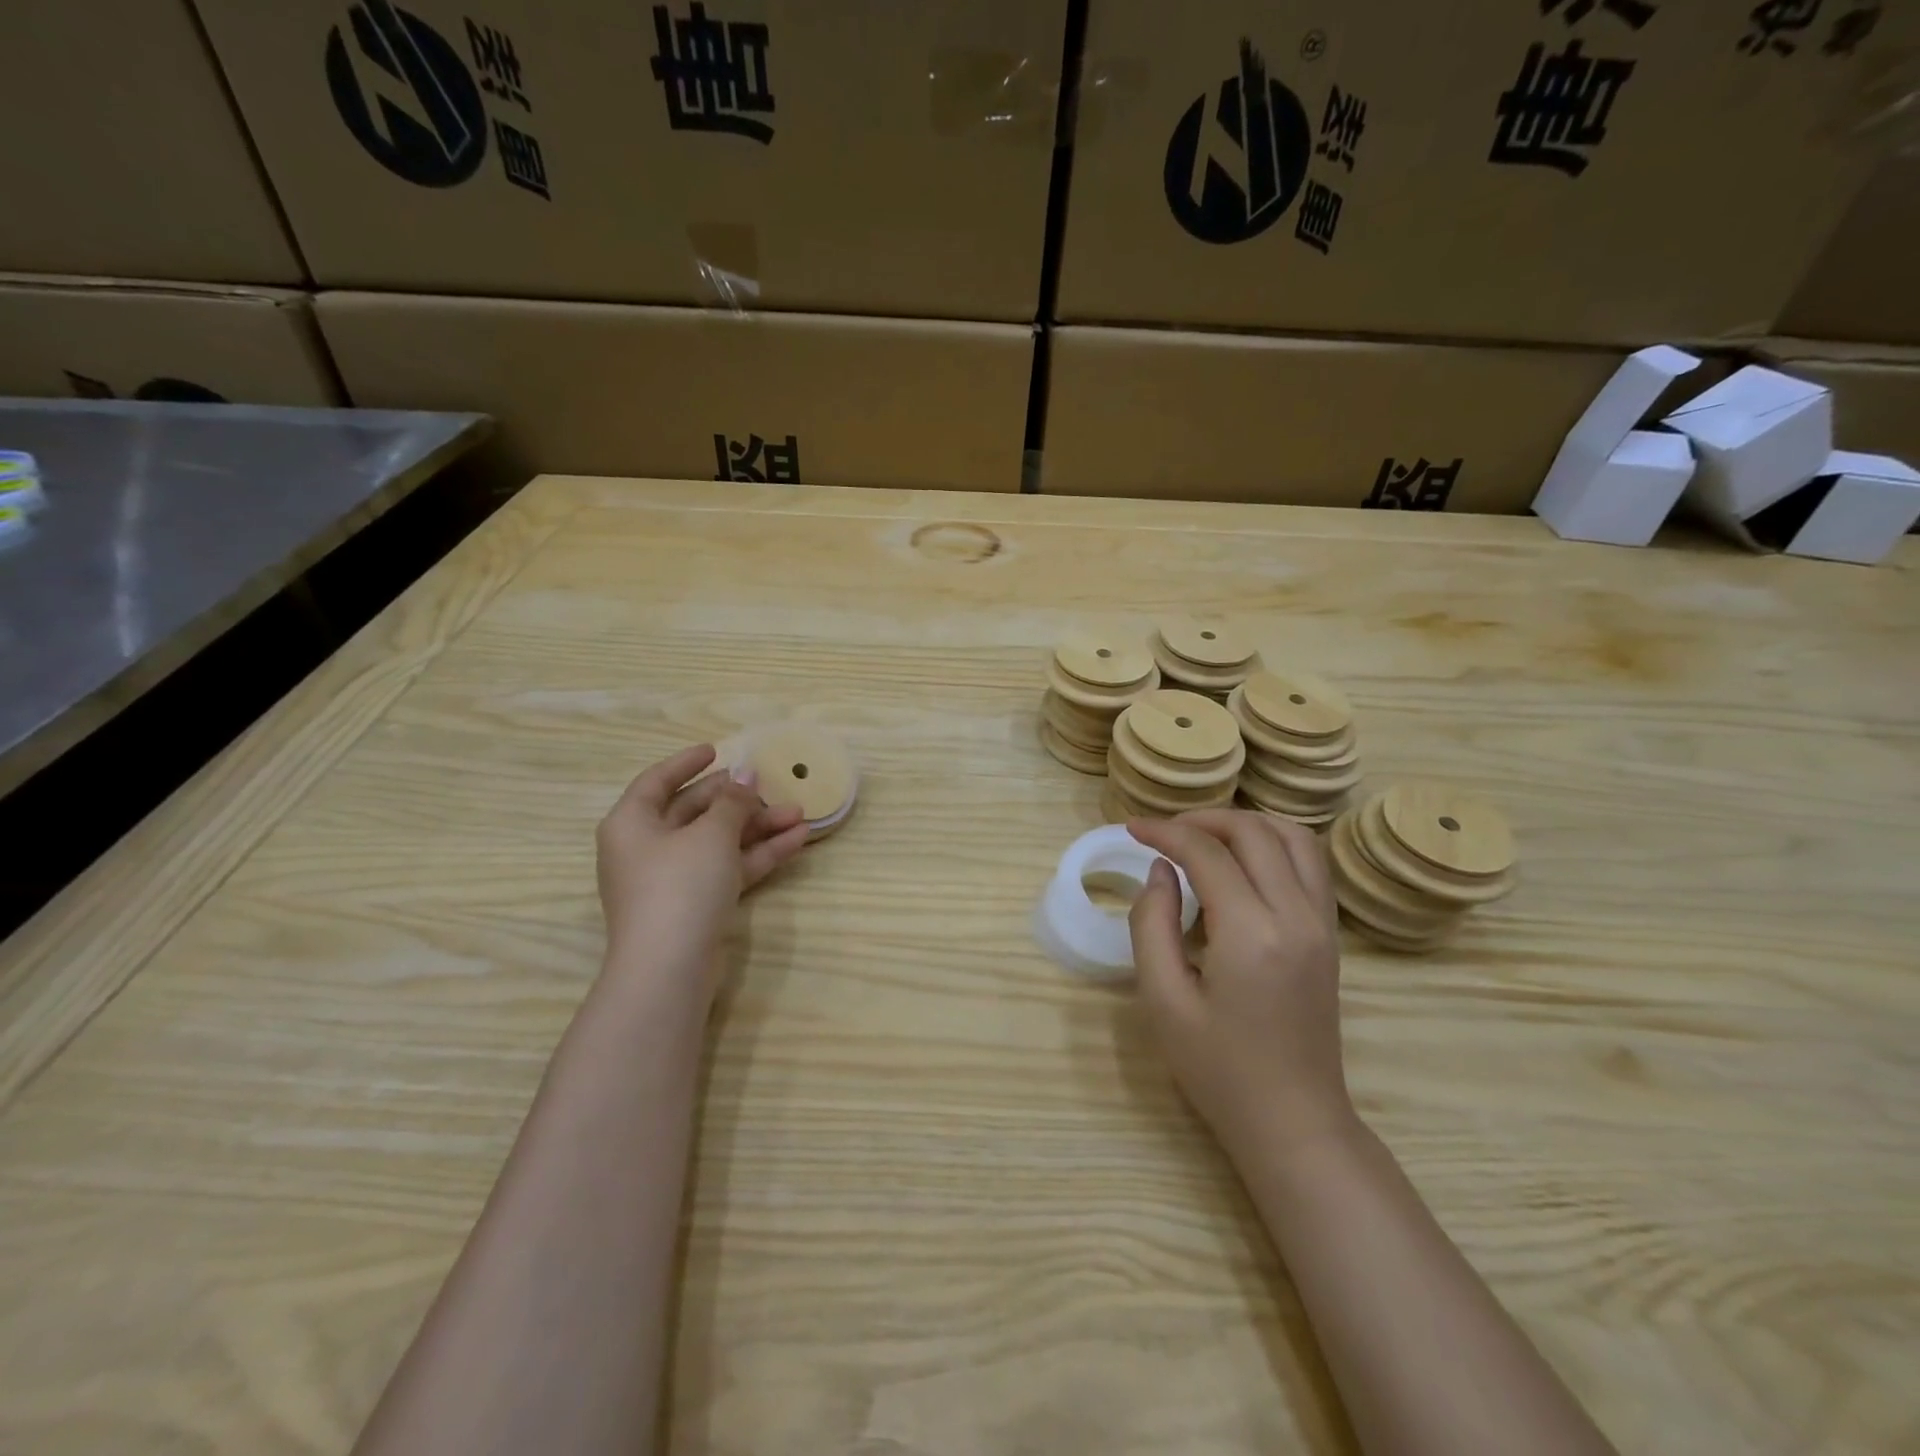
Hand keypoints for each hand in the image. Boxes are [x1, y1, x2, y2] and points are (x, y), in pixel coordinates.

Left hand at [595, 745, 809, 1005]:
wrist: (669, 968)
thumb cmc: (679, 885)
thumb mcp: (711, 834)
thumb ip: (732, 801)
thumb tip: (746, 773)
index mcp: (632, 823)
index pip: (657, 781)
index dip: (687, 763)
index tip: (716, 749)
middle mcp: (648, 847)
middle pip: (696, 811)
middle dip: (739, 799)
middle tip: (772, 785)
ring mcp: (673, 878)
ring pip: (719, 841)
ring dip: (758, 827)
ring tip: (800, 813)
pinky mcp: (696, 904)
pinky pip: (729, 868)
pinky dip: (759, 854)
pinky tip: (797, 840)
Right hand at [1127, 810, 1352, 1161]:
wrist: (1293, 1121)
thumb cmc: (1218, 1069)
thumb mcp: (1163, 1000)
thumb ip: (1152, 924)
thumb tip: (1159, 870)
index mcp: (1251, 933)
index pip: (1207, 853)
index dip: (1165, 832)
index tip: (1132, 829)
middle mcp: (1296, 915)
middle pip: (1254, 832)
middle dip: (1203, 819)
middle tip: (1164, 832)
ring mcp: (1321, 924)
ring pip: (1293, 837)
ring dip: (1245, 824)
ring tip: (1204, 837)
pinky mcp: (1330, 935)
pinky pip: (1310, 863)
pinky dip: (1274, 842)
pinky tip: (1242, 861)